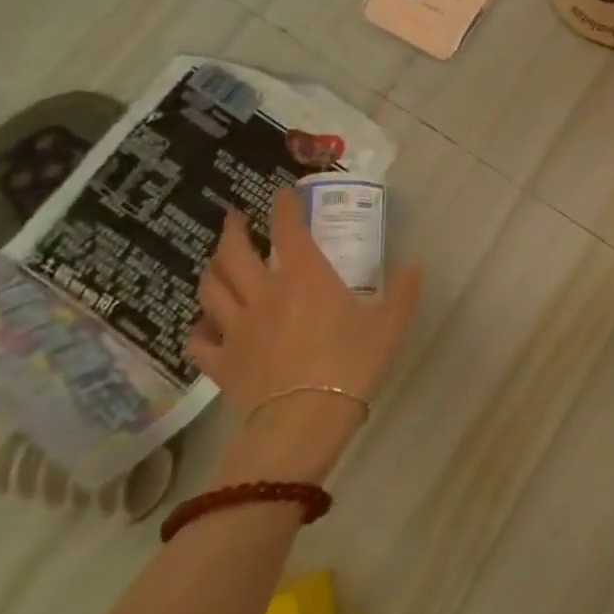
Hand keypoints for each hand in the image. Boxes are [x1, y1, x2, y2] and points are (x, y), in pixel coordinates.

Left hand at [193, 188, 421, 483]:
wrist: (305, 421)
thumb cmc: (351, 365)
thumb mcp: (390, 324)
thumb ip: (403, 291)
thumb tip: (414, 264)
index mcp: (304, 277)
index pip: (287, 229)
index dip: (283, 206)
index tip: (281, 192)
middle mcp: (264, 293)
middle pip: (233, 253)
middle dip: (232, 229)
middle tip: (234, 217)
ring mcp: (237, 328)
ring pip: (210, 289)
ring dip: (211, 269)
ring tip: (216, 262)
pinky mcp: (221, 362)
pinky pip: (199, 340)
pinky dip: (199, 327)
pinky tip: (205, 325)